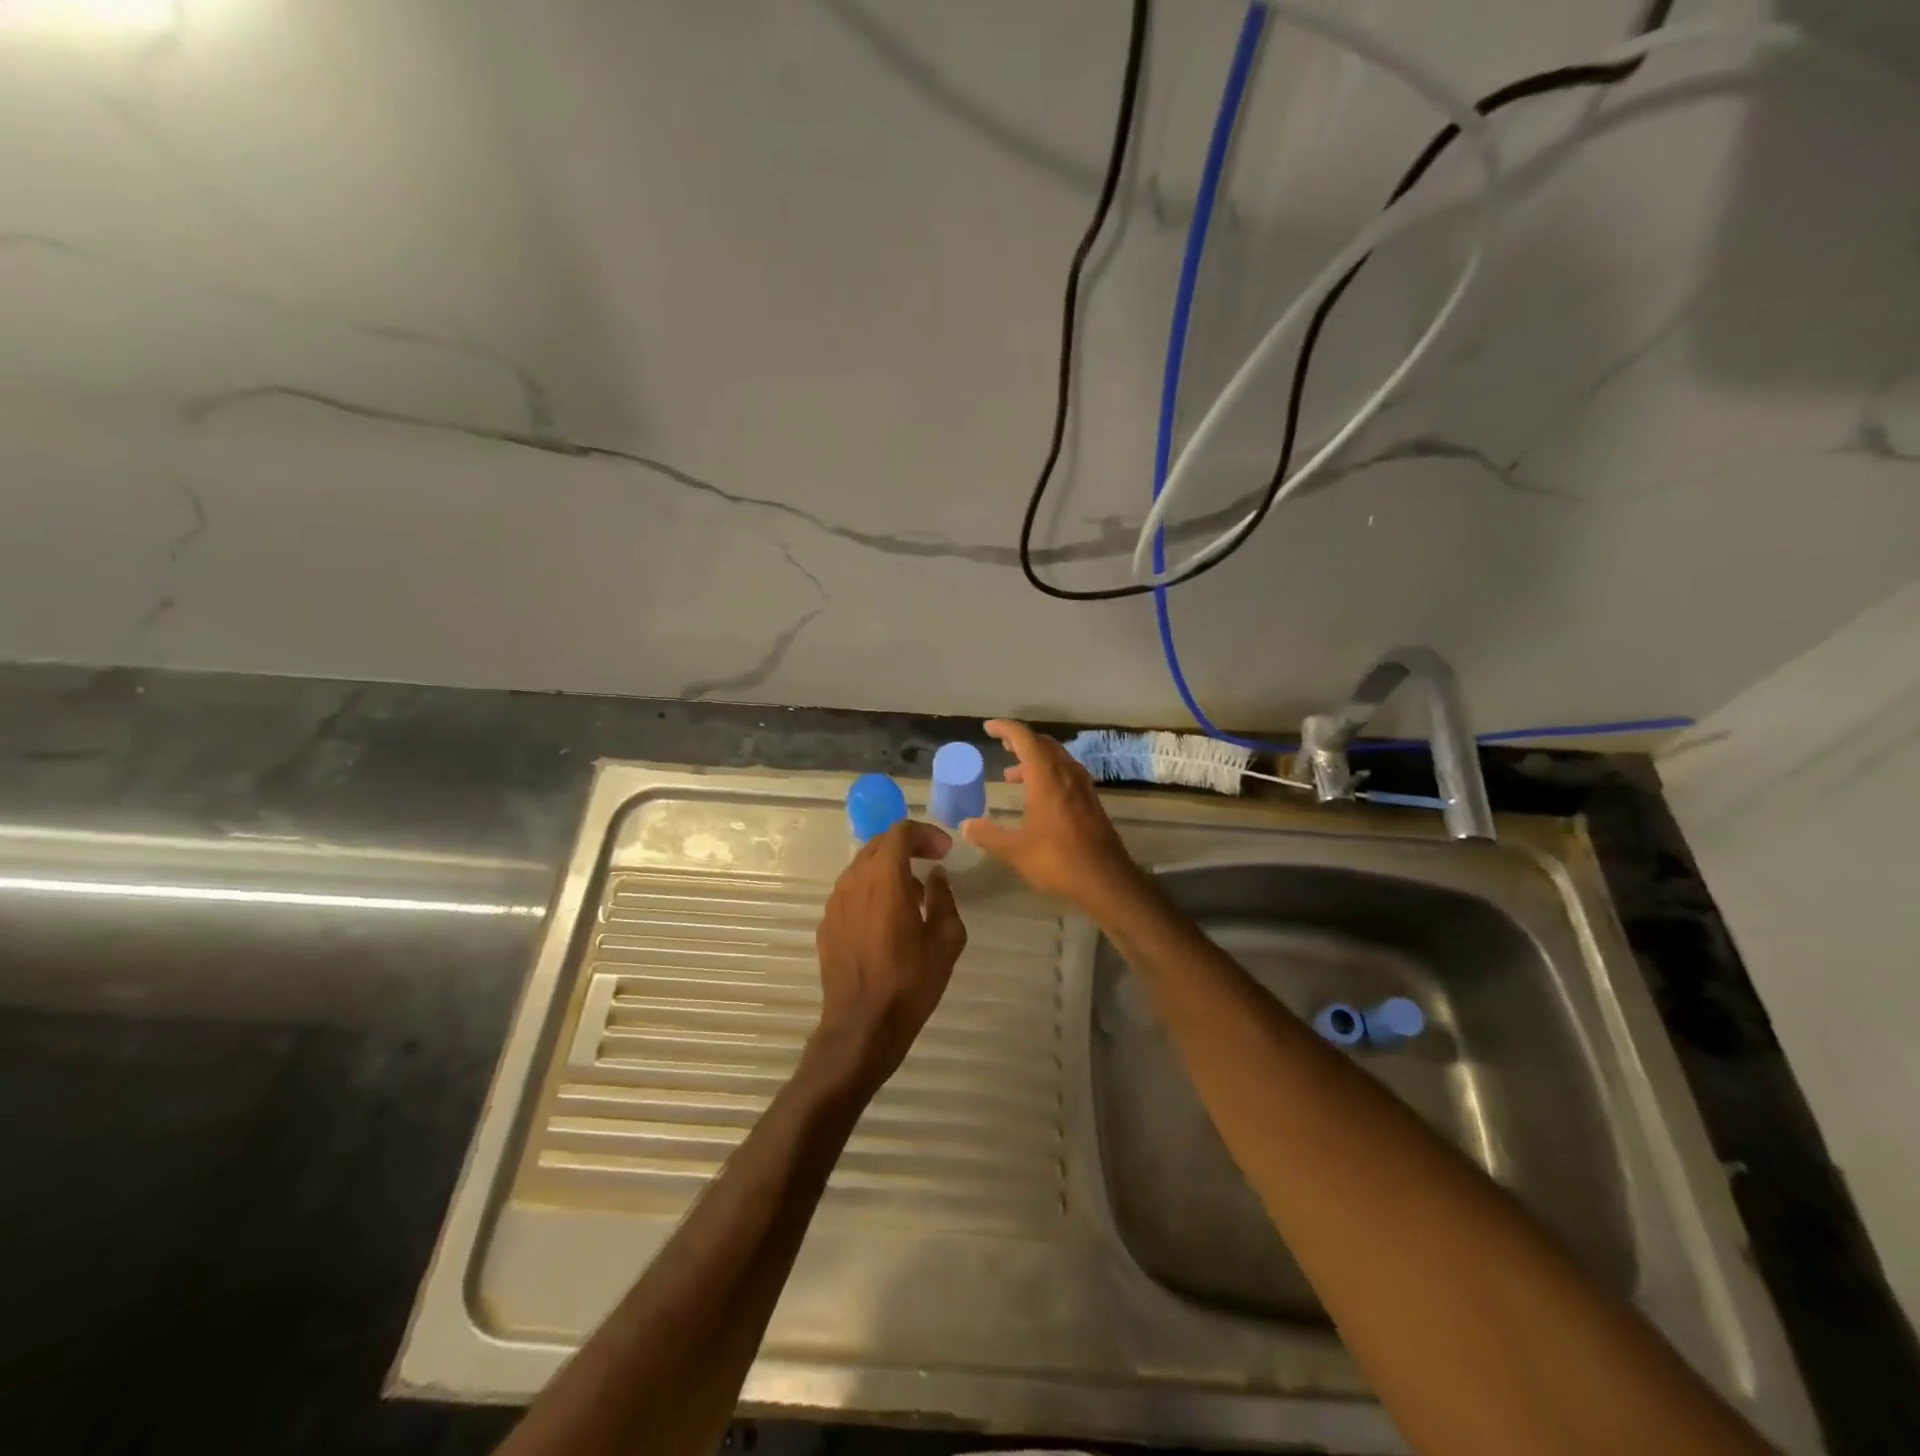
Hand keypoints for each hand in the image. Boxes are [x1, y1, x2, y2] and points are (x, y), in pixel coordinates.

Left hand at [811, 819, 966, 1096]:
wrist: (862, 1026)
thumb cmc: (910, 981)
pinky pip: (851, 893)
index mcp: (884, 877)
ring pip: (862, 868)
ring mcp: (835, 903)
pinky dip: (872, 891)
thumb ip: (943, 898)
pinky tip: (888, 920)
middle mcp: (853, 881)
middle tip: (932, 862)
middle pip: (878, 845)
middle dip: (907, 846)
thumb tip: (935, 877)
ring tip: (914, 895)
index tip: (945, 851)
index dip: (926, 834)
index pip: (900, 832)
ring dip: (889, 869)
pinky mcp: (826, 924)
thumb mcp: (946, 939)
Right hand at [961, 720, 1140, 908]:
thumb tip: (965, 826)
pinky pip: (1067, 774)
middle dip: (1021, 741)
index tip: (989, 728)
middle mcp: (1066, 774)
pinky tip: (1039, 796)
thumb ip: (988, 835)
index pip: (1024, 738)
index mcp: (1046, 777)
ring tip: (1013, 775)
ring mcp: (1082, 787)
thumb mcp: (1015, 850)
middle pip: (1043, 744)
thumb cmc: (1057, 860)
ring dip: (1035, 760)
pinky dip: (1049, 774)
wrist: (1106, 880)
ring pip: (1057, 759)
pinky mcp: (1091, 802)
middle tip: (1002, 746)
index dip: (1005, 729)